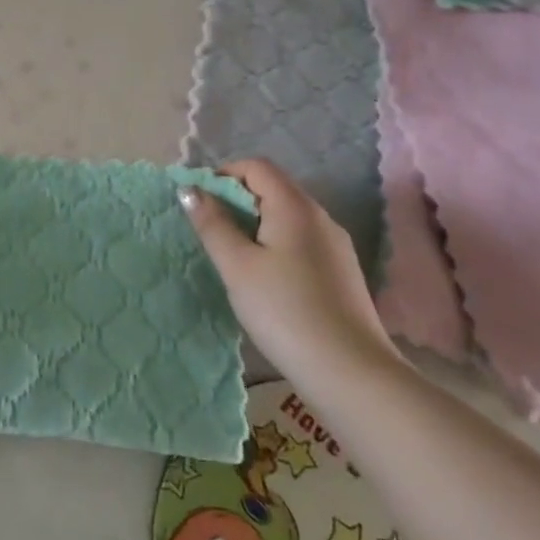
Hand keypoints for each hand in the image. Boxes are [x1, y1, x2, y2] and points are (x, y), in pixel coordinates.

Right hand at [182, 159, 398, 378]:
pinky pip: (301, 241)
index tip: (199, 202)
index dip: (223, 174)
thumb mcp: (237, 265)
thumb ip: (212, 224)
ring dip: (255, 223)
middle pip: (273, 189)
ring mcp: (336, 246)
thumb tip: (190, 189)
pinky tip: (264, 278)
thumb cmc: (284, 310)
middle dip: (237, 200)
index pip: (257, 167)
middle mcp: (321, 217)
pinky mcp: (341, 272)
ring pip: (287, 217)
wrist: (349, 372)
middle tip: (209, 230)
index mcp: (295, 207)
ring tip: (232, 256)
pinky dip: (275, 244)